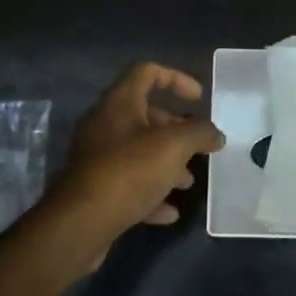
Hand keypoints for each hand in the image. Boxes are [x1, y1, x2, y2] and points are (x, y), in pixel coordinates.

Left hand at [48, 63, 225, 247]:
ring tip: (187, 182)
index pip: (147, 72)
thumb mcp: (174, 146)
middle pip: (144, 115)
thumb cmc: (129, 171)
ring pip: (137, 152)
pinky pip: (128, 183)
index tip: (199, 99)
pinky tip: (169, 212)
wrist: (79, 223)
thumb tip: (215, 135)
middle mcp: (103, 125)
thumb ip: (200, 133)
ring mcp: (96, 159)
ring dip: (166, 163)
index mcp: (119, 103)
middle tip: (198, 146)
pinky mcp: (94, 190)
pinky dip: (150, 192)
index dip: (176, 78)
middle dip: (175, 130)